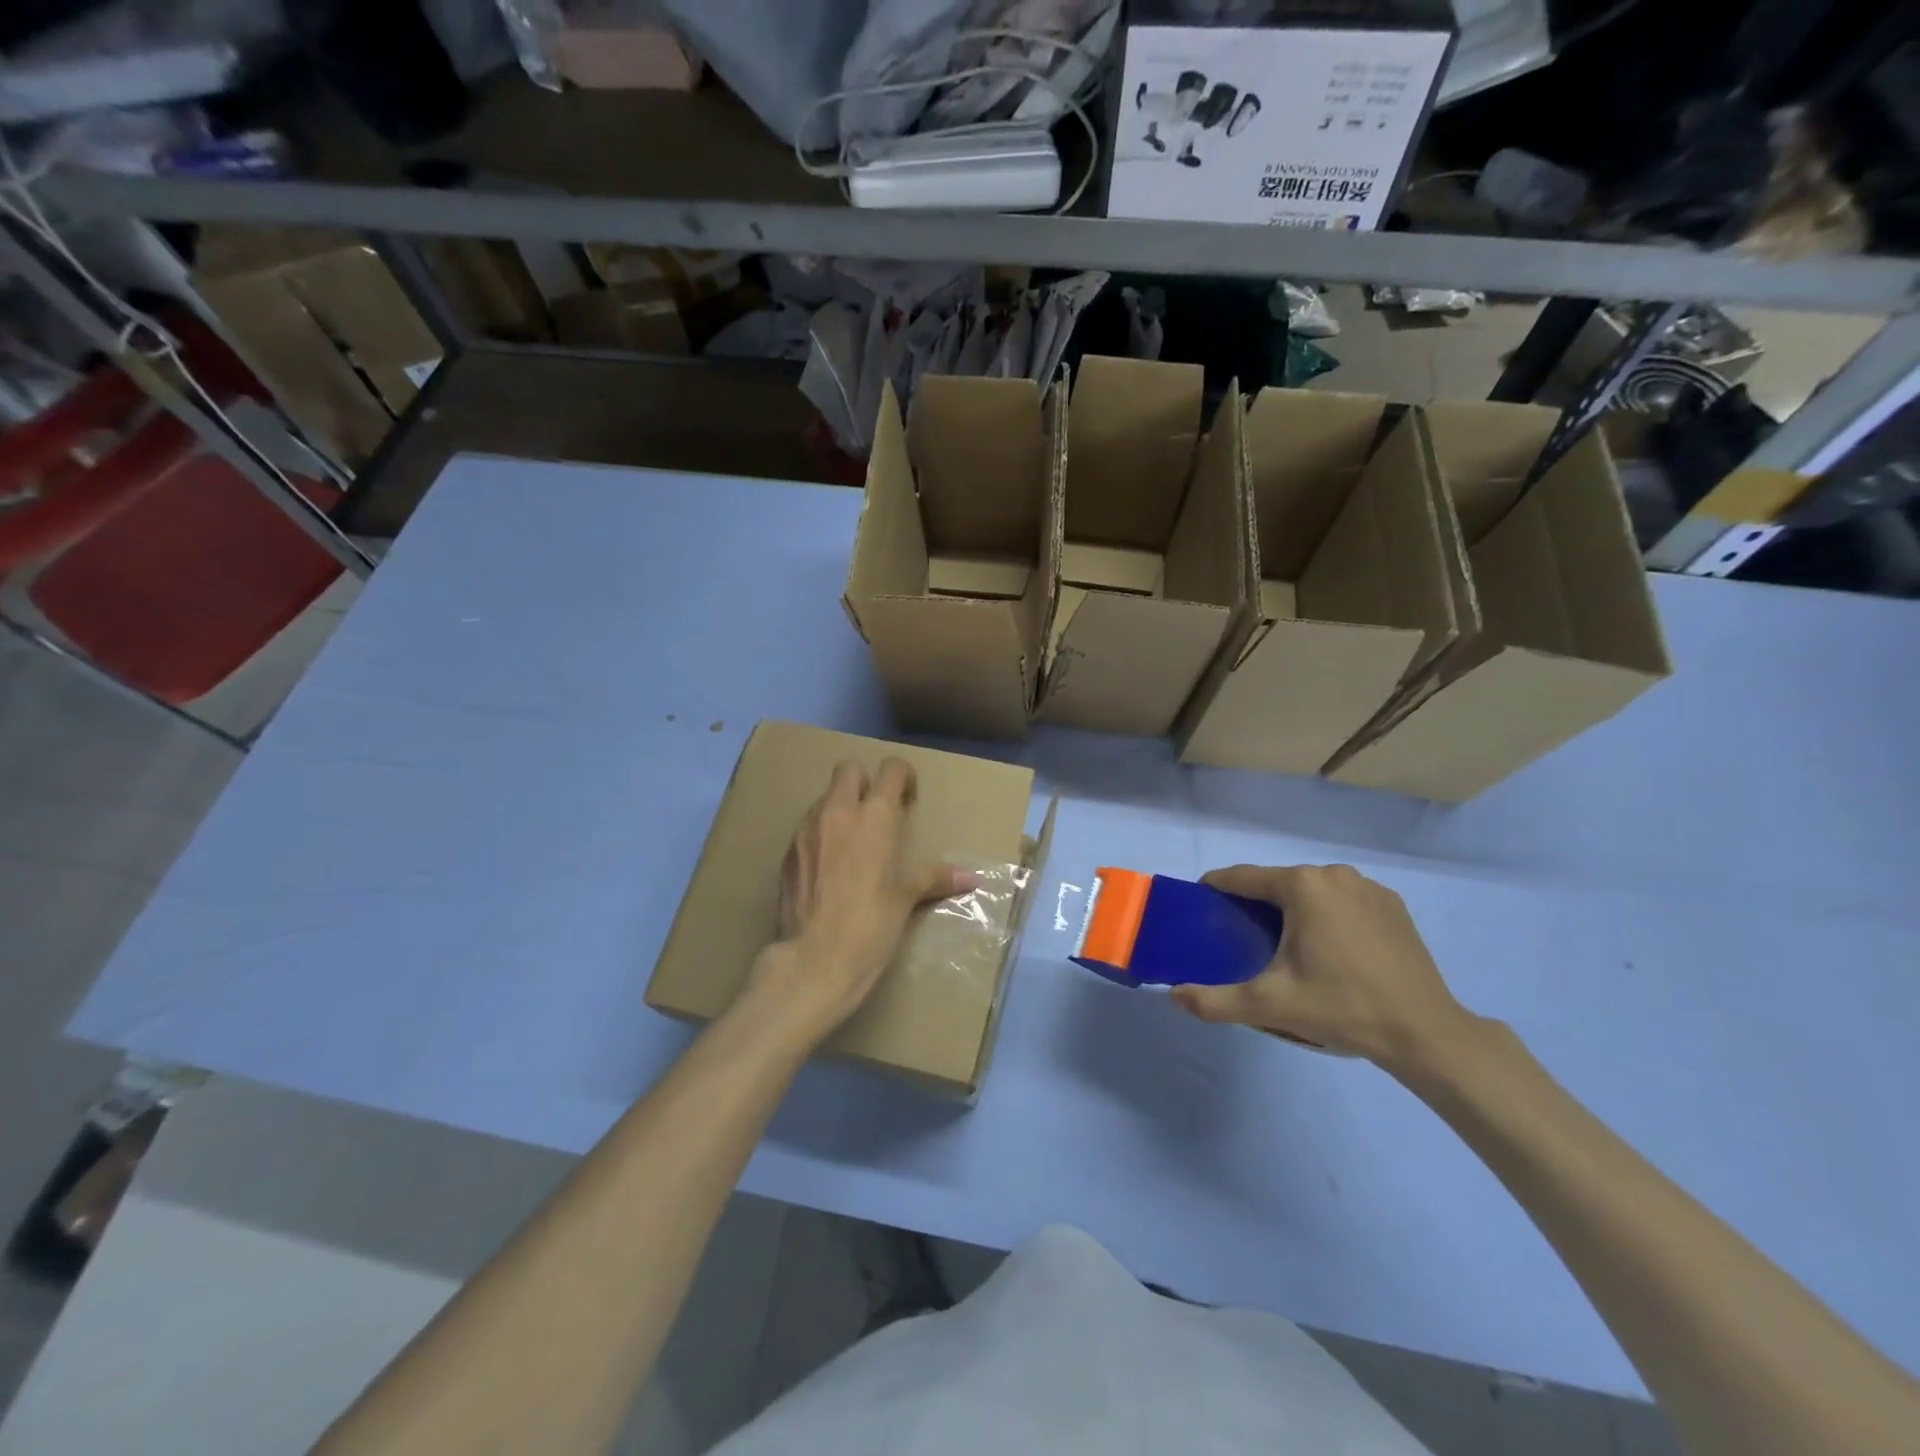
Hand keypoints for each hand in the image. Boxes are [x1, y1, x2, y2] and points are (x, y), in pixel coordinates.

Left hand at [739, 758, 965, 1049]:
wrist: (815, 959)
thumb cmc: (871, 924)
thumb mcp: (907, 898)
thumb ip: (936, 878)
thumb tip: (972, 878)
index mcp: (875, 816)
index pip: (891, 769)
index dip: (903, 777)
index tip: (908, 799)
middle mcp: (838, 812)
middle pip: (849, 770)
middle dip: (864, 783)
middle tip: (877, 814)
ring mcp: (807, 829)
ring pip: (824, 798)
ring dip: (840, 808)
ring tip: (853, 843)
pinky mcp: (787, 851)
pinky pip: (807, 827)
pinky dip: (821, 834)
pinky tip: (829, 867)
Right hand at [1170, 864, 1471, 1070]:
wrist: (1426, 1033)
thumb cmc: (1342, 1007)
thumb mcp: (1270, 1005)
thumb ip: (1215, 1000)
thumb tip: (1172, 996)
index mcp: (1301, 886)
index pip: (1242, 878)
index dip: (1215, 890)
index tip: (1200, 908)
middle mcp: (1333, 874)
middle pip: (1277, 883)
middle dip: (1255, 905)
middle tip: (1242, 941)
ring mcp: (1368, 887)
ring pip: (1311, 891)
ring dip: (1292, 911)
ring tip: (1286, 949)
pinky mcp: (1392, 906)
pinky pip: (1343, 901)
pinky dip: (1327, 916)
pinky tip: (1330, 951)